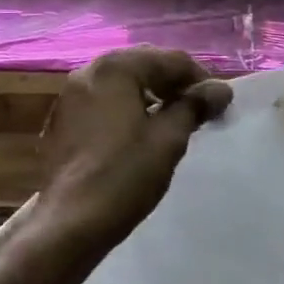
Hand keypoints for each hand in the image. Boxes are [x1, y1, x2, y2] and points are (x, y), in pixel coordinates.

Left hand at [36, 47, 231, 255]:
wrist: (70, 223)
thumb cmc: (124, 175)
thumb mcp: (169, 139)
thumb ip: (194, 106)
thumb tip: (221, 89)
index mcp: (115, 69)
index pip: (170, 60)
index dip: (200, 79)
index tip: (218, 104)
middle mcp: (88, 72)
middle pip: (143, 64)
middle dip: (173, 83)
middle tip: (199, 109)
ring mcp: (69, 97)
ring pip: (121, 83)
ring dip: (150, 94)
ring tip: (173, 120)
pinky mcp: (62, 121)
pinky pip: (103, 102)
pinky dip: (126, 108)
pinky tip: (140, 132)